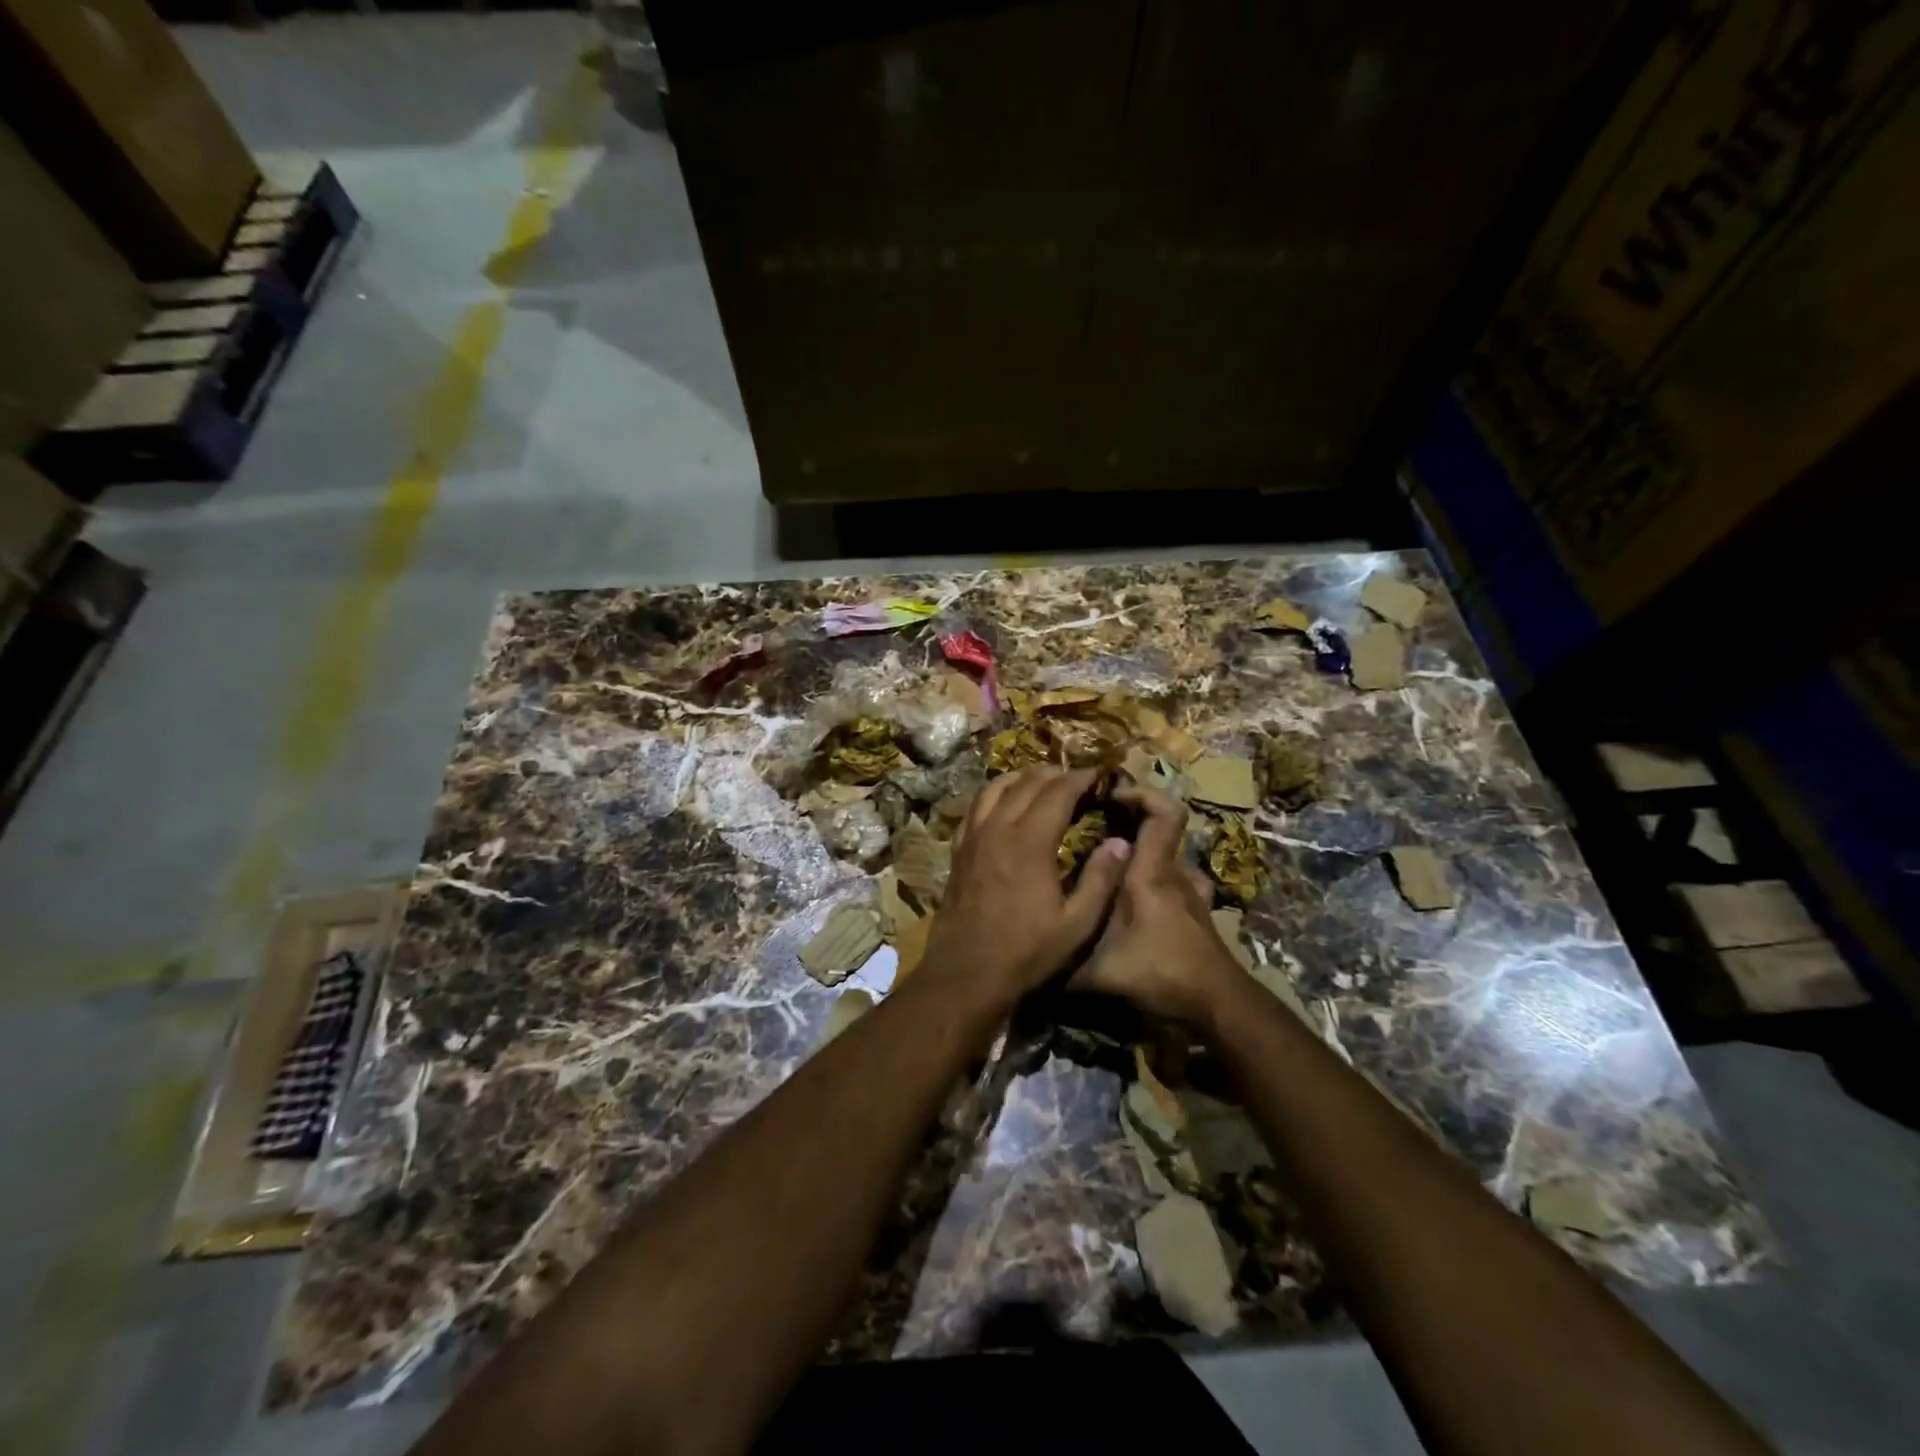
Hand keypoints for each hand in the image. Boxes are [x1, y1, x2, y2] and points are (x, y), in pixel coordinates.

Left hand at [920, 767, 1130, 1003]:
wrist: (965, 974)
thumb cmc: (1026, 952)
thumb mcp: (1076, 924)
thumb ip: (1101, 879)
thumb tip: (1122, 842)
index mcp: (1029, 841)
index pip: (1058, 791)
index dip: (1081, 778)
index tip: (1100, 775)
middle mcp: (998, 828)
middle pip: (1027, 782)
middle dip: (1056, 774)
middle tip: (1078, 780)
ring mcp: (973, 837)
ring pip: (996, 787)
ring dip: (1023, 778)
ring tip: (1044, 781)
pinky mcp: (959, 850)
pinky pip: (975, 807)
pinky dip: (995, 794)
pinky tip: (1004, 803)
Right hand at [1070, 785, 1242, 1026]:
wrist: (1219, 1009)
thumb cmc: (1161, 975)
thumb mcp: (1099, 973)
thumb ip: (1063, 964)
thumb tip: (1026, 958)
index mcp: (1151, 874)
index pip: (1163, 813)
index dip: (1141, 794)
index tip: (1109, 796)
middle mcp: (1176, 876)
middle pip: (1162, 832)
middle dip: (1130, 826)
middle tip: (1095, 836)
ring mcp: (1194, 896)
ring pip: (1170, 861)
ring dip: (1146, 859)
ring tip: (1113, 873)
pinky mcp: (1200, 918)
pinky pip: (1180, 887)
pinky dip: (1161, 887)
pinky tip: (1140, 906)